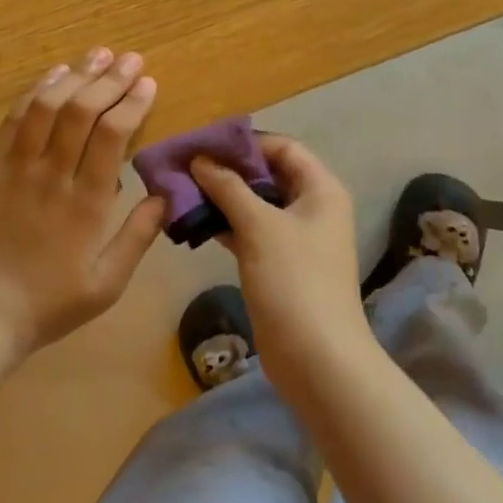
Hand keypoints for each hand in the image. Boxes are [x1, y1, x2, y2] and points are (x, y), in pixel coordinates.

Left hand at [0, 46, 166, 356]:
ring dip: (74, 76)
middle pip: (81, 111)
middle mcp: (51, 175)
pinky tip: (52, 75)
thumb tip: (164, 195)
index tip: (148, 82)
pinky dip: (34, 93)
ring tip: (96, 55)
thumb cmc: (51, 303)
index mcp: (86, 203)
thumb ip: (138, 236)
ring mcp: (14, 168)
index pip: (112, 135)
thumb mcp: (107, 283)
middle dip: (109, 79)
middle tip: (129, 58)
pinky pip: (12, 121)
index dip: (132, 102)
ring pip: (45, 107)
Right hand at [191, 135, 372, 383]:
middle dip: (228, 169)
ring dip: (223, 197)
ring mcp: (296, 238)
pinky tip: (193, 222)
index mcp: (320, 189)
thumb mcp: (259, 226)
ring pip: (256, 204)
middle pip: (268, 174)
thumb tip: (200, 159)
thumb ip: (228, 187)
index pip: (282, 147)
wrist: (317, 359)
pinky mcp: (279, 264)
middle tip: (186, 165)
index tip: (204, 143)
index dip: (245, 142)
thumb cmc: (294, 280)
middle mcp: (312, 207)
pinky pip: (250, 232)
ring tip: (182, 190)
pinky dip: (225, 225)